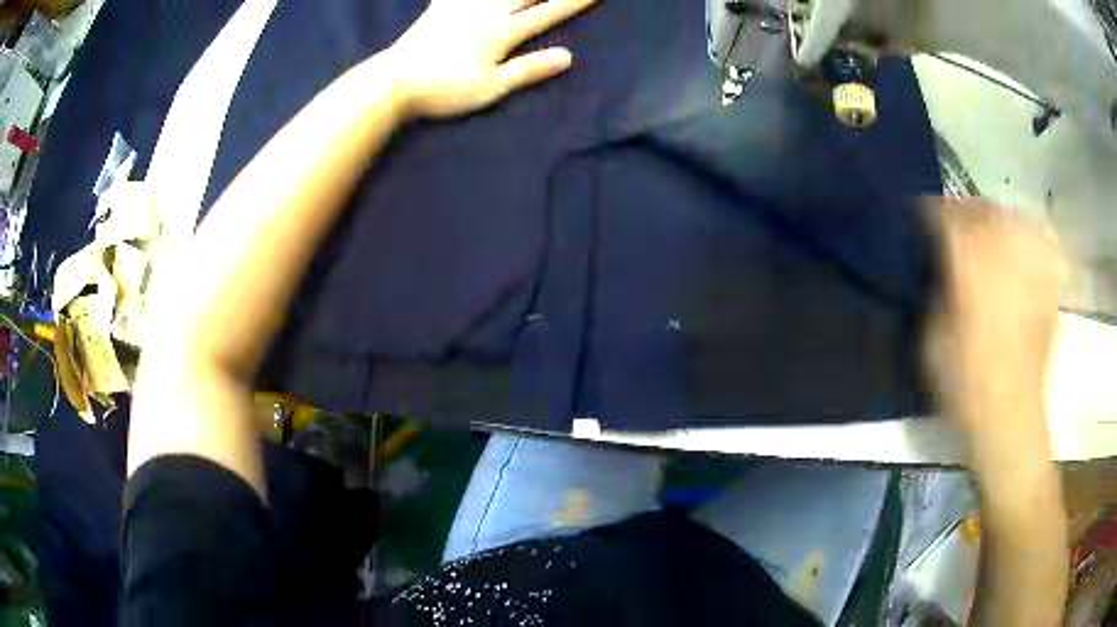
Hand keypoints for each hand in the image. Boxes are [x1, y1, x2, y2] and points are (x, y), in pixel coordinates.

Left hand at [388, 0, 597, 118]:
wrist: (394, 83)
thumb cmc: (444, 91)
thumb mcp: (490, 89)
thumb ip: (528, 70)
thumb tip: (568, 56)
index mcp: (502, 33)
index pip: (548, 13)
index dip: (573, 1)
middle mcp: (486, 11)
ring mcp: (461, 6)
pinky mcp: (439, 8)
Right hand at [923, 198, 1063, 438]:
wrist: (1009, 415)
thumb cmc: (965, 382)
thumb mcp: (932, 337)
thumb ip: (937, 291)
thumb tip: (941, 265)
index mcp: (969, 263)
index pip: (946, 216)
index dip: (931, 211)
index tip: (921, 215)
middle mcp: (1002, 253)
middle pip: (983, 209)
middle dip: (966, 210)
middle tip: (954, 220)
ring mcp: (1029, 267)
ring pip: (1013, 219)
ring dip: (996, 218)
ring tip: (988, 228)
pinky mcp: (1046, 285)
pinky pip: (1043, 243)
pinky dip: (1031, 235)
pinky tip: (1022, 242)